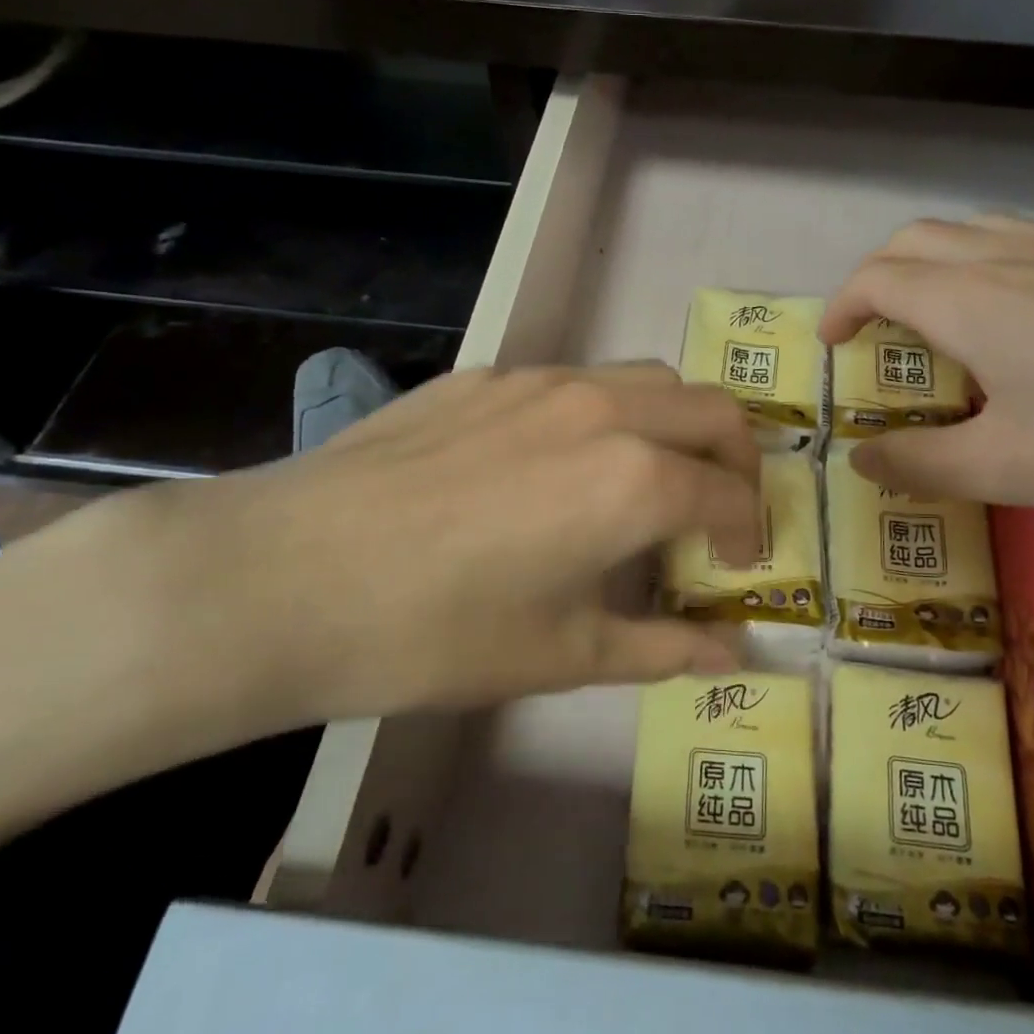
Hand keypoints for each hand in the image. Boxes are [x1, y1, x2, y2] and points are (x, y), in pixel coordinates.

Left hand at [159, 363, 761, 725]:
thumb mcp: (562, 654)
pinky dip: (606, 415)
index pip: (729, 493)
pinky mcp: (486, 375)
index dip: (749, 533)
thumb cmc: (435, 633)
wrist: (284, 576)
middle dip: (737, 460)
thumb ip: (663, 648)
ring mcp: (541, 381)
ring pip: (648, 380)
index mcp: (634, 479)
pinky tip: (557, 466)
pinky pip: (576, 381)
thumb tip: (734, 658)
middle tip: (719, 511)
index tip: (738, 568)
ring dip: (675, 425)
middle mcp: (603, 409)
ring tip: (650, 480)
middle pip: (711, 410)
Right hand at [818, 216, 1033, 523]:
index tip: (833, 347)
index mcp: (971, 300)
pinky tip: (1031, 323)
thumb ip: (922, 463)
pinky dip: (994, 268)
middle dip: (879, 277)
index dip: (843, 308)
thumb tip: (859, 458)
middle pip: (920, 240)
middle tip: (875, 330)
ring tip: (942, 320)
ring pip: (978, 231)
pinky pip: (1033, 244)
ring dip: (937, 265)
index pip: (878, 279)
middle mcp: (1014, 257)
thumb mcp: (1011, 469)